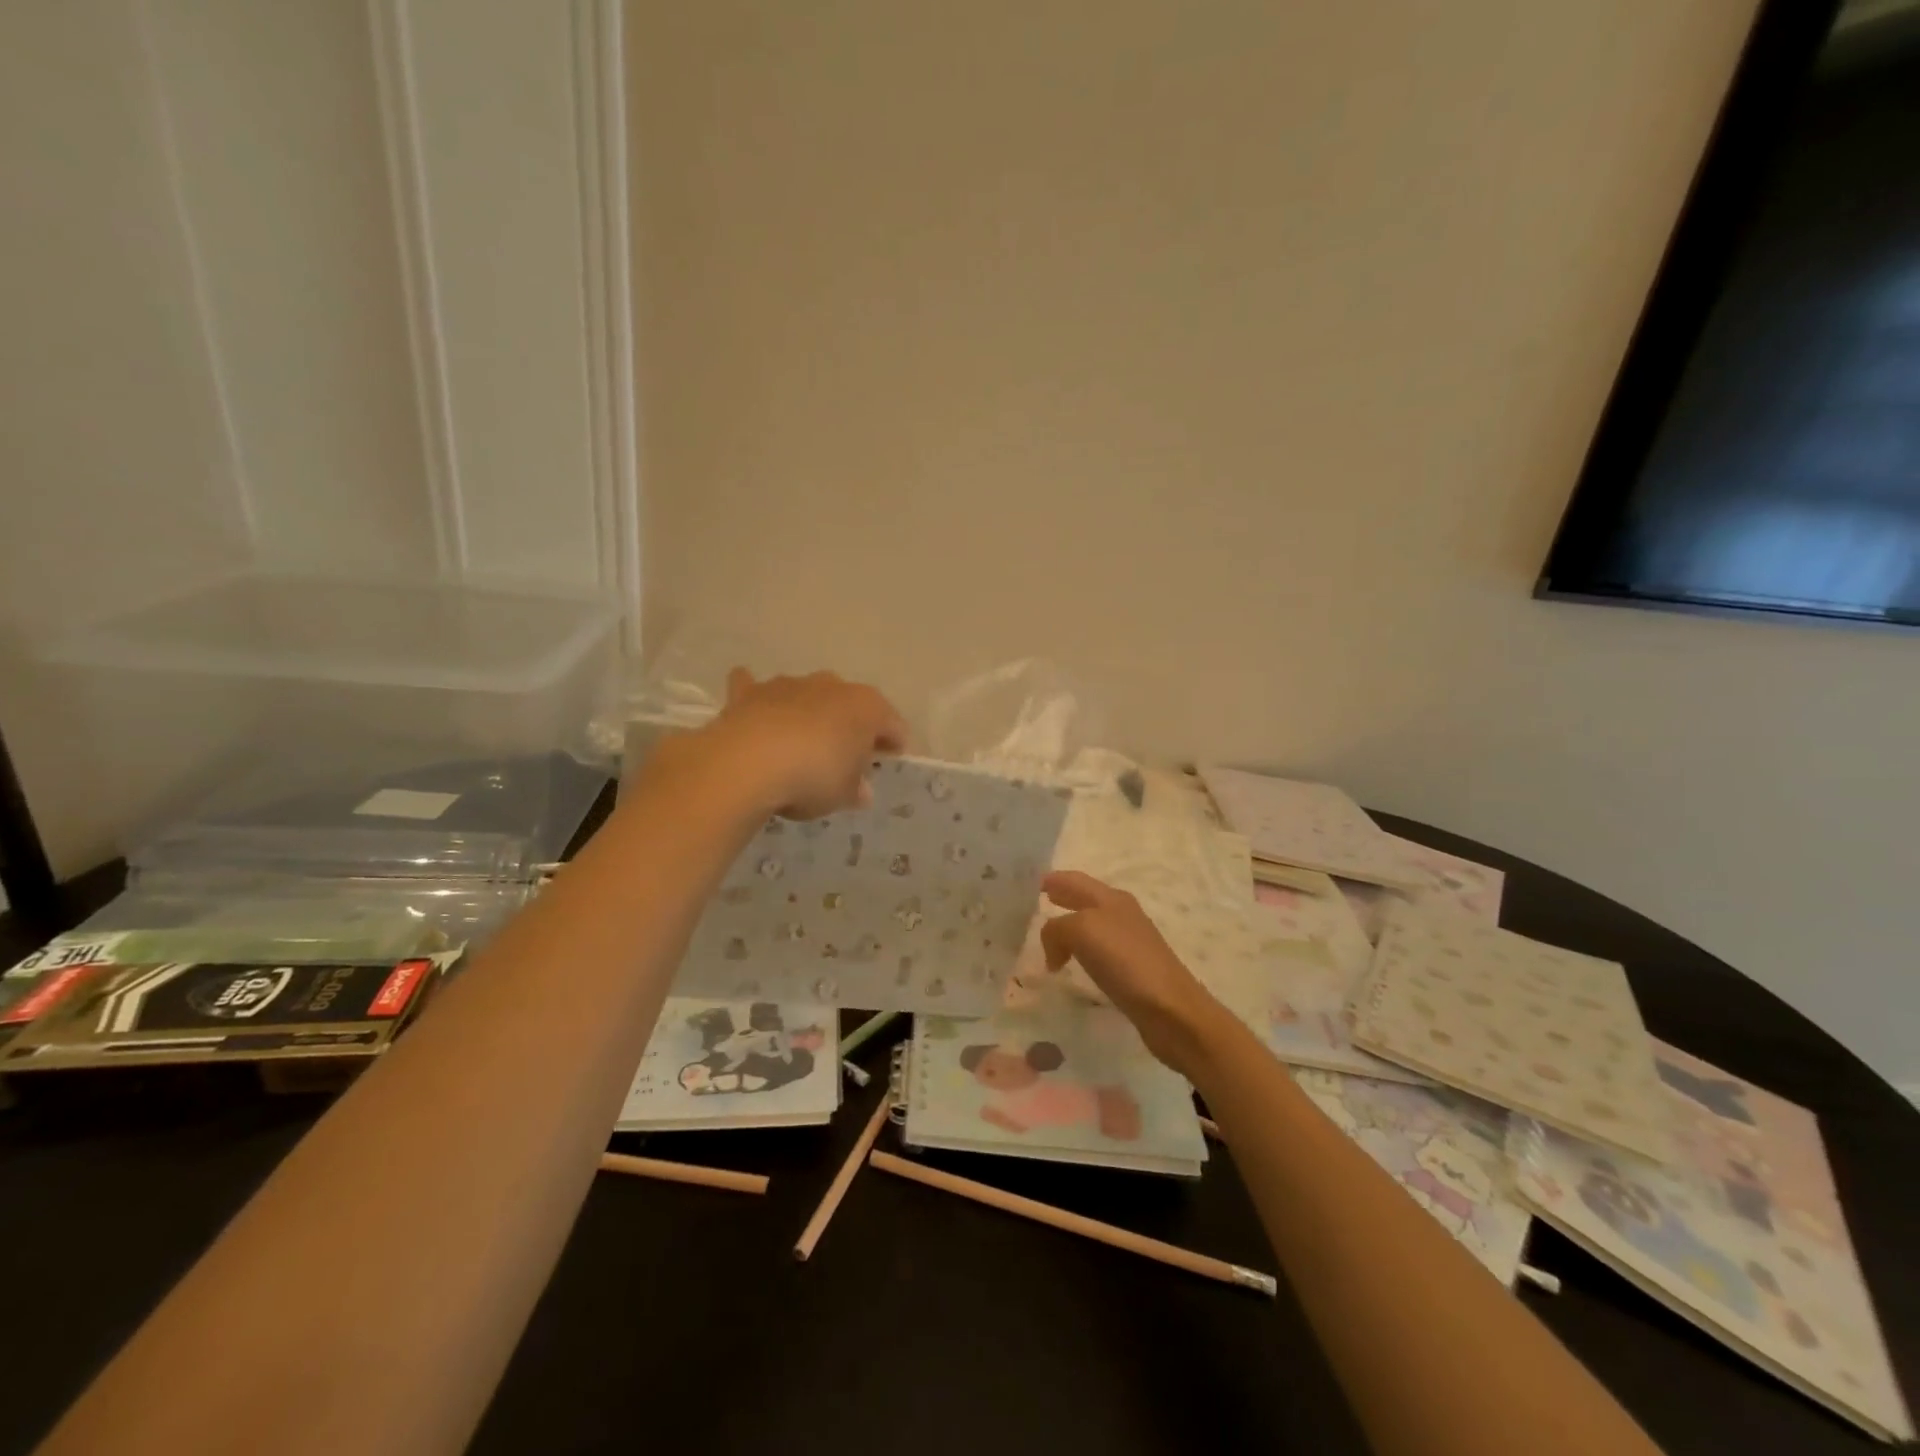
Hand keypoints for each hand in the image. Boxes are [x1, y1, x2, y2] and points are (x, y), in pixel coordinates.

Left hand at [694, 668, 908, 818]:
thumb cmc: (812, 777)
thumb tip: (860, 790)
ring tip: (803, 743)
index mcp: (866, 707)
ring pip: (808, 694)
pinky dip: (759, 698)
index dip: (894, 742)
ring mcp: (789, 684)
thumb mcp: (843, 795)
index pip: (892, 723)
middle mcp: (831, 686)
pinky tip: (755, 710)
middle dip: (851, 725)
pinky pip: (756, 687)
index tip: (891, 759)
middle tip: (847, 753)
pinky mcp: (750, 693)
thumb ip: (854, 789)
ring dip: (810, 712)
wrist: (748, 763)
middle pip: (850, 704)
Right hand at [1039, 871, 1232, 1077]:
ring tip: (1050, 938)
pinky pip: (1097, 953)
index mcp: (1112, 899)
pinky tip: (1073, 964)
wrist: (1170, 1009)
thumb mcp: (1082, 931)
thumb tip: (1053, 950)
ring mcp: (1130, 943)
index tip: (1035, 883)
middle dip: (1063, 899)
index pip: (1077, 880)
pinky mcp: (1132, 971)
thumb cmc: (1126, 961)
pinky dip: (1080, 952)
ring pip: (1091, 927)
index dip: (1056, 880)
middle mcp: (1122, 915)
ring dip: (1070, 928)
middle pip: (1086, 900)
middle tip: (1039, 902)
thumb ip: (1057, 929)